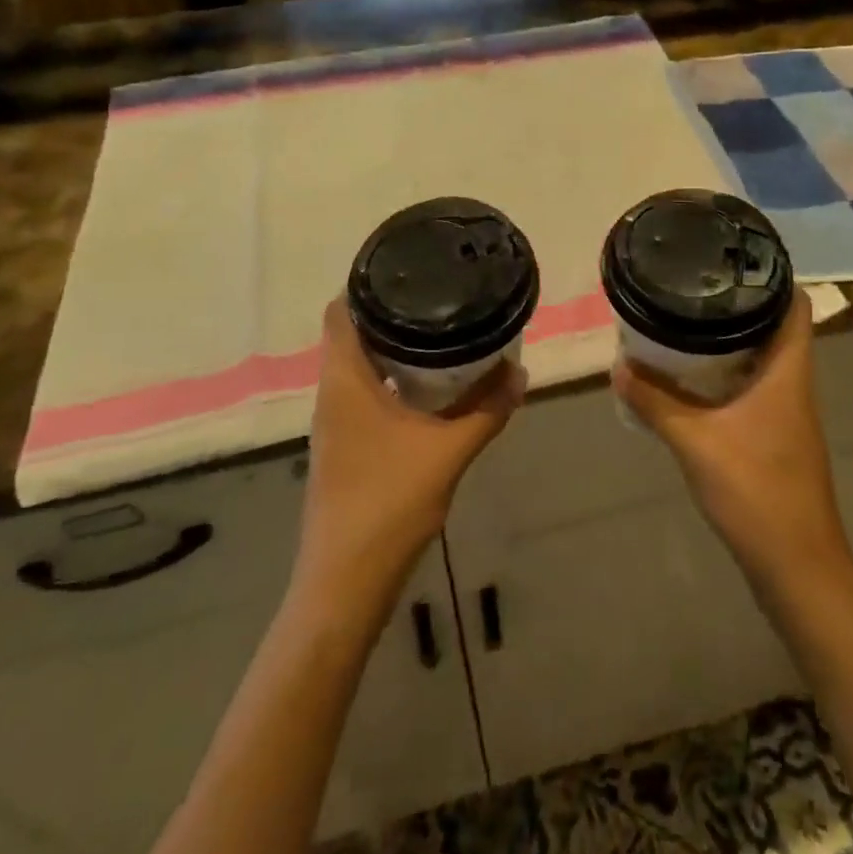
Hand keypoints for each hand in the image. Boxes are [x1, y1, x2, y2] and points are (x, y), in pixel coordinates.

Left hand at [294, 298, 522, 605]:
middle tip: (440, 295)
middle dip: (392, 313)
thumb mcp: (448, 452)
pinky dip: (395, 380)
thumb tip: (519, 371)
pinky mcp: (346, 447)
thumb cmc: (387, 505)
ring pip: (361, 366)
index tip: (408, 268)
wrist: (345, 584)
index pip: (340, 311)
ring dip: (395, 348)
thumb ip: (486, 410)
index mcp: (345, 381)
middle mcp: (333, 394)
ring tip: (443, 331)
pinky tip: (432, 388)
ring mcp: (337, 423)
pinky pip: (368, 394)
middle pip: (352, 334)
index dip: (366, 284)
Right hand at [613, 299, 851, 586]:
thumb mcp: (695, 442)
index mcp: (788, 372)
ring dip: (730, 343)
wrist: (797, 568)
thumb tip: (618, 366)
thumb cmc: (756, 491)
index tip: (732, 261)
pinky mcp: (776, 438)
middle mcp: (794, 385)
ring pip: (763, 360)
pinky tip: (691, 383)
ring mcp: (788, 414)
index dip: (772, 277)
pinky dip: (726, 377)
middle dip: (738, 307)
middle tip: (693, 289)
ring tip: (685, 325)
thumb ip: (655, 402)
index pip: (796, 306)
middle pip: (776, 328)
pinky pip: (753, 389)